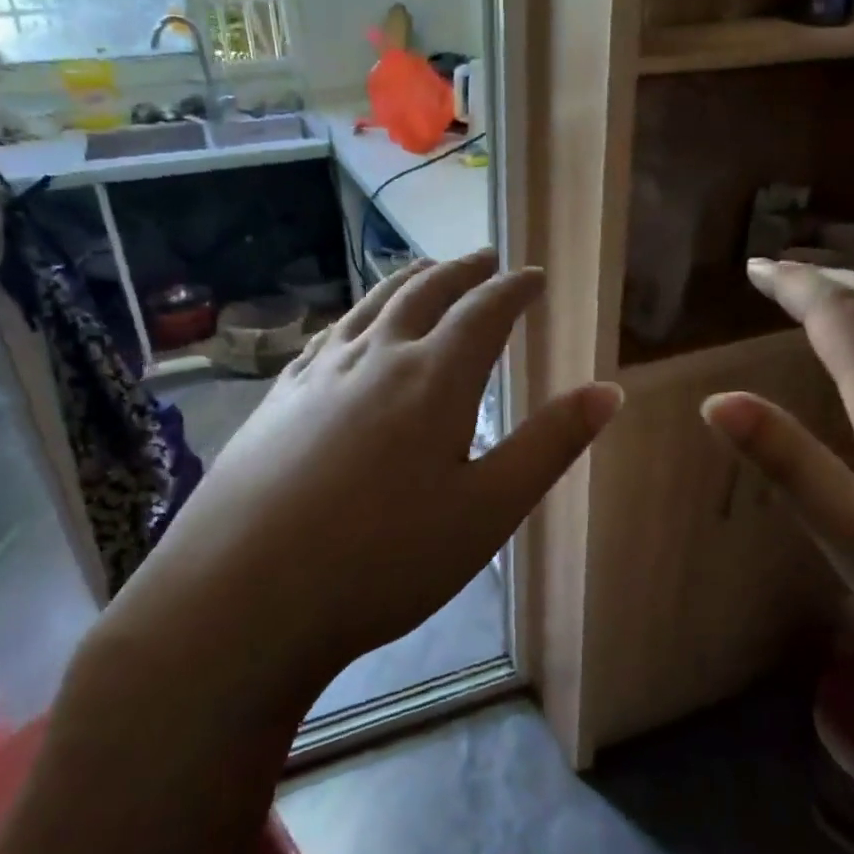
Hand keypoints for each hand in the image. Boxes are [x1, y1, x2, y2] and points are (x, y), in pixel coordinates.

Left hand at [105, 250, 622, 696]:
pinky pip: (328, 336)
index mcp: (433, 379)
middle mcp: (375, 358)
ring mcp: (318, 375)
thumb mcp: (488, 511)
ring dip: (408, 282)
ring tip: (427, 272)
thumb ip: (549, 446)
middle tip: (487, 258)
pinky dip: (356, 316)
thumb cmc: (384, 560)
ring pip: (371, 306)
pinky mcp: (277, 399)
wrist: (245, 595)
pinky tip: (351, 329)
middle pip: (425, 293)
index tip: (535, 276)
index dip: (515, 288)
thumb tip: (608, 391)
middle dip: (463, 271)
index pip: (484, 311)